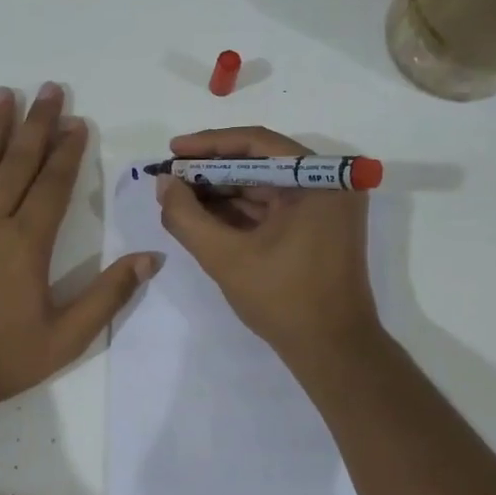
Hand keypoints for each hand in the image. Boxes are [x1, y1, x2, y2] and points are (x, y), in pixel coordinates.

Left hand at [0, 83, 158, 413]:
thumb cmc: (3, 359)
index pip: (53, 186)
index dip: (68, 153)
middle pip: (17, 164)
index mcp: (27, 244)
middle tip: (48, 89)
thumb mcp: (68, 337)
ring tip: (2, 94)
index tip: (78, 122)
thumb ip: (109, 295)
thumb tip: (151, 258)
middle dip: (36, 125)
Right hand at [155, 126, 381, 362]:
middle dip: (211, 171)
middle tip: (170, 177)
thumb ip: (187, 217)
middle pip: (260, 163)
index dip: (209, 145)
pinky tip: (202, 215)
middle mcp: (328, 184)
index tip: (173, 151)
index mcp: (320, 179)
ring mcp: (324, 208)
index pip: (258, 143)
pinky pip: (272, 208)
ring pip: (263, 186)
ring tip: (178, 196)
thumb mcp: (226, 257)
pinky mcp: (316, 228)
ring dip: (221, 192)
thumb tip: (163, 183)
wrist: (332, 351)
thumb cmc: (284, 300)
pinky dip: (238, 211)